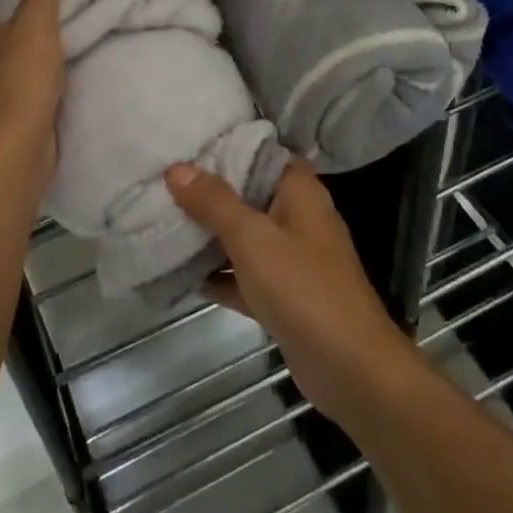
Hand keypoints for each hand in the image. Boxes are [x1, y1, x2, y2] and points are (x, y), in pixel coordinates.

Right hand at [165, 159, 421, 429]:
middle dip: (208, 192)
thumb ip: (213, 202)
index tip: (186, 144)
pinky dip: (220, 274)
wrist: (350, 368)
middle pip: (248, 194)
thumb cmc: (302, 287)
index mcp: (299, 190)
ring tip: (162, 220)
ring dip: (210, 234)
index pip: (261, 152)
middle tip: (163, 181)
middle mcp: (298, 216)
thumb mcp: (251, 237)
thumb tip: (176, 167)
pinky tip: (181, 274)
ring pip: (244, 236)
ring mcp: (293, 258)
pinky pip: (245, 274)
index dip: (226, 146)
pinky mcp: (284, 295)